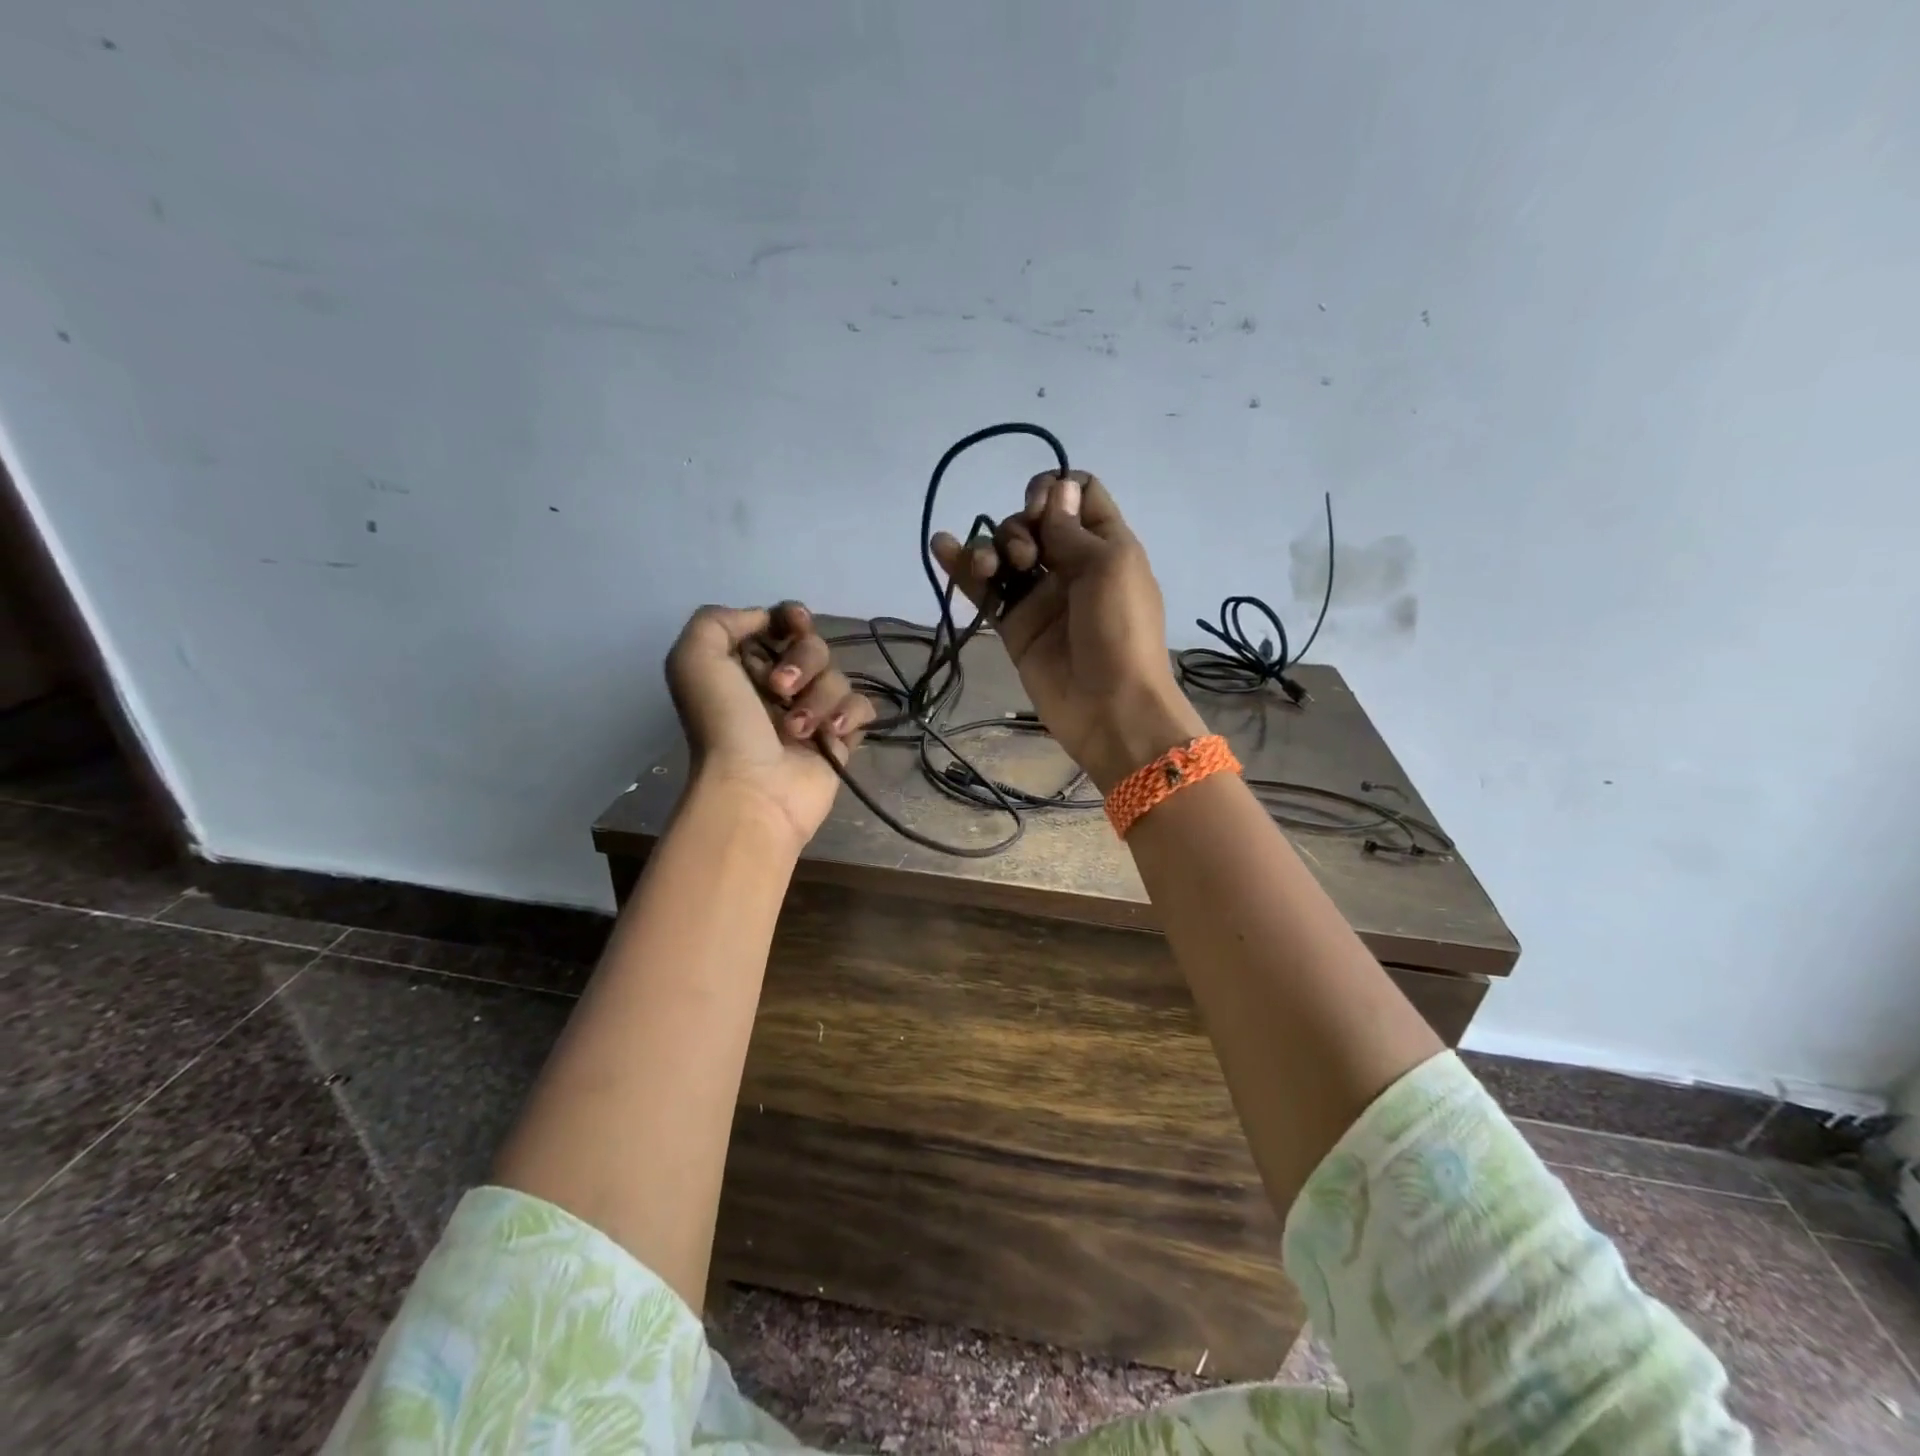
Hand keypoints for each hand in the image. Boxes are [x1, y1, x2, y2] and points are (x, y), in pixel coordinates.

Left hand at [664, 602, 875, 848]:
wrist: (753, 790)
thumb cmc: (723, 725)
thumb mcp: (694, 659)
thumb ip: (718, 621)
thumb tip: (766, 621)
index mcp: (744, 665)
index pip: (782, 623)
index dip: (792, 618)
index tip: (794, 626)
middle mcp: (778, 686)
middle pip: (814, 647)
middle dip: (803, 662)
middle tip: (780, 690)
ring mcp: (812, 712)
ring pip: (838, 677)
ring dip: (818, 699)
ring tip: (796, 731)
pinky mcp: (840, 739)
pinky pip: (861, 708)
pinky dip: (849, 716)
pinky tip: (831, 735)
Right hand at [932, 472, 1205, 790]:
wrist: (1111, 707)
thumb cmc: (1121, 630)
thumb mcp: (1109, 566)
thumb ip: (1072, 528)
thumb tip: (1056, 487)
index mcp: (1104, 544)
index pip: (1078, 493)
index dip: (1055, 489)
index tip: (1041, 508)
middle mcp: (1070, 564)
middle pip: (1033, 521)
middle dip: (1020, 528)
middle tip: (1028, 559)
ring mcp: (1040, 596)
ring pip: (1005, 554)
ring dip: (990, 548)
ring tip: (987, 568)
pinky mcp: (1014, 625)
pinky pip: (985, 590)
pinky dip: (961, 568)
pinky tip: (942, 547)